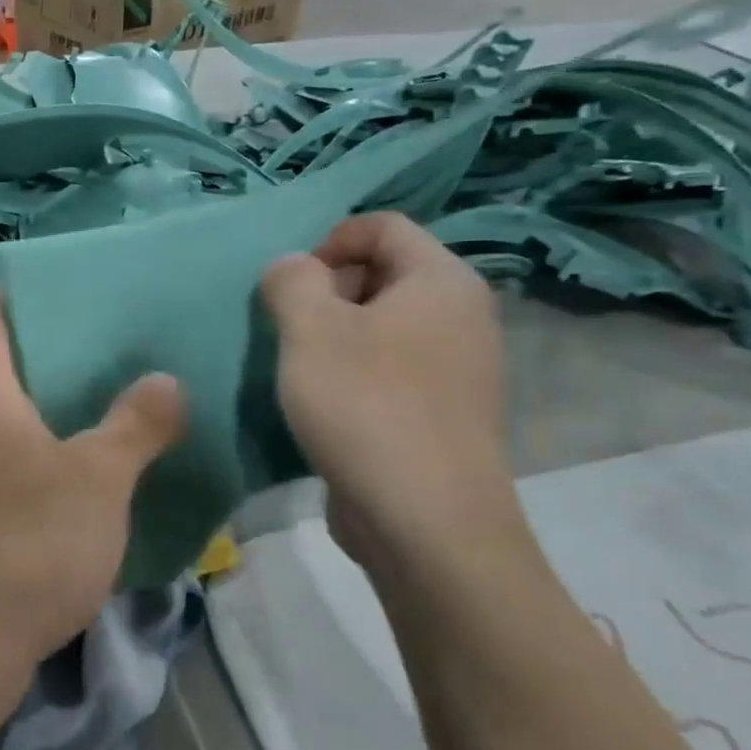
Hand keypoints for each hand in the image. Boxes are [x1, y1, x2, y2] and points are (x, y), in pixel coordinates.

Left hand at [0, 293, 185, 700]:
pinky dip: (51, 455)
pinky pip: (16, 465)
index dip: (15, 294)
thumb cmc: (27, 541)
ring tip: (118, 400)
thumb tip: (166, 380)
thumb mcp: (98, 478)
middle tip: (117, 344)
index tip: (65, 284)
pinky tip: (96, 471)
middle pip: (3, 368)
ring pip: (12, 421)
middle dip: (55, 352)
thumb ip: (134, 424)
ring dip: (58, 409)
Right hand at [261, 213, 519, 577]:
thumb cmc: (365, 407)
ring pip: (382, 326)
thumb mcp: (310, 330)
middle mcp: (461, 316)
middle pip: (383, 273)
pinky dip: (352, 374)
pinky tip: (325, 408)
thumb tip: (293, 269)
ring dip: (332, 337)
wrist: (427, 523)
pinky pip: (390, 369)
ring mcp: (457, 369)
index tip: (291, 287)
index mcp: (441, 281)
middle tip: (289, 330)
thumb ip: (292, 281)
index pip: (382, 226)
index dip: (328, 241)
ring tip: (299, 371)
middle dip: (326, 291)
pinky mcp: (441, 414)